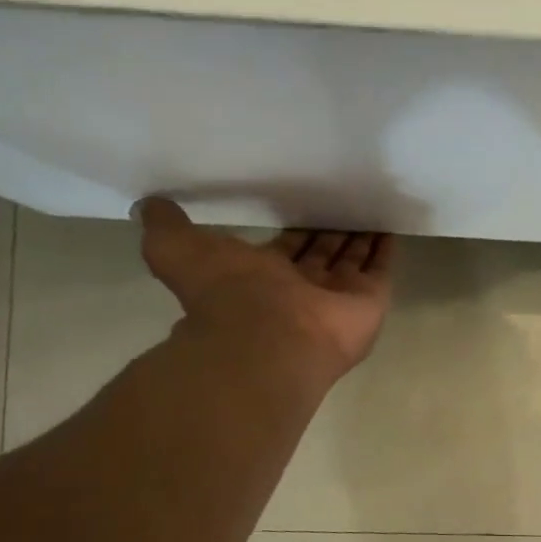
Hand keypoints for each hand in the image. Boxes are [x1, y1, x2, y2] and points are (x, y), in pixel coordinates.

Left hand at [138, 199, 394, 385]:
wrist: (269, 339)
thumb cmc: (227, 294)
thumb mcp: (177, 250)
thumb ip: (166, 227)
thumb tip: (149, 205)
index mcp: (263, 279)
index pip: (286, 250)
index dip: (296, 232)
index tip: (305, 206)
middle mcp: (302, 289)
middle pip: (323, 254)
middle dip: (332, 233)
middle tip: (345, 202)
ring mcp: (337, 298)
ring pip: (352, 260)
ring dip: (360, 237)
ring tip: (371, 206)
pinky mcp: (368, 302)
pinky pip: (380, 270)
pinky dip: (386, 250)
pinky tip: (390, 225)